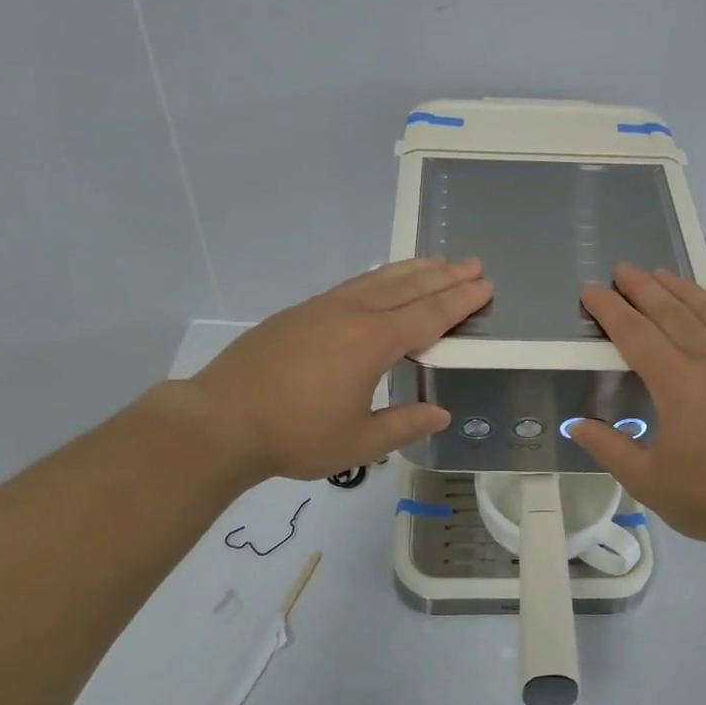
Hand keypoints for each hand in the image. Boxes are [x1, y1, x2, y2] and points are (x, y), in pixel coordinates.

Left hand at [189, 258, 492, 486]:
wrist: (221, 421)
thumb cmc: (295, 436)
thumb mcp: (358, 443)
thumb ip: (403, 425)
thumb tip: (440, 415)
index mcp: (373, 342)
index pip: (429, 315)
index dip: (460, 301)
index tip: (484, 286)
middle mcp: (352, 314)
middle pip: (408, 288)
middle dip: (444, 276)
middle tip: (473, 264)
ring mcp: (322, 308)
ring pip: (378, 279)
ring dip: (412, 270)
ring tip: (436, 261)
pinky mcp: (299, 312)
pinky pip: (352, 285)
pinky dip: (378, 277)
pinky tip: (381, 281)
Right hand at [567, 266, 705, 549]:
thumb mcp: (648, 481)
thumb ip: (609, 448)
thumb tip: (576, 425)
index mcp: (676, 383)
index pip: (634, 333)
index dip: (609, 310)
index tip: (590, 291)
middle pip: (669, 311)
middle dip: (641, 287)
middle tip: (620, 270)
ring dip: (679, 287)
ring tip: (659, 273)